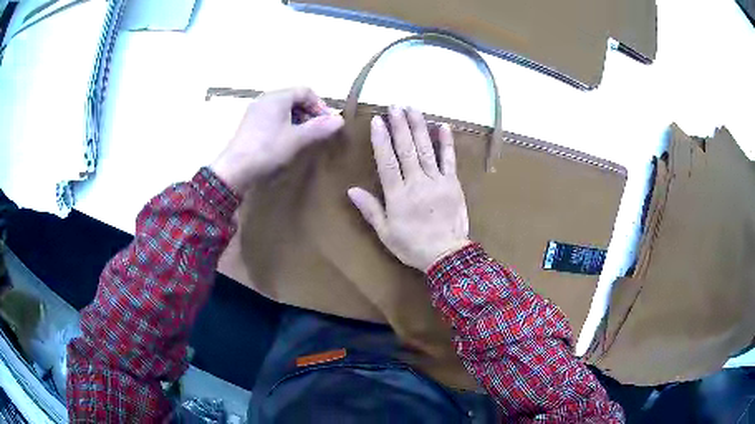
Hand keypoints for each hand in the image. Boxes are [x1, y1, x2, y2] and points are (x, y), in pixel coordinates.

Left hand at [210, 87, 343, 192]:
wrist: (235, 169)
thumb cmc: (267, 149)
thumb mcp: (297, 139)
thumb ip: (319, 128)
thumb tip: (340, 120)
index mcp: (277, 97)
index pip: (306, 91)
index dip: (320, 105)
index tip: (327, 124)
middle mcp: (266, 99)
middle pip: (294, 98)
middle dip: (310, 113)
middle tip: (318, 131)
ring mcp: (256, 111)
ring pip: (284, 108)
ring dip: (298, 119)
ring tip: (304, 137)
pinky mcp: (250, 123)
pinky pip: (273, 117)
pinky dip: (285, 124)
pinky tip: (286, 140)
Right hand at [348, 106, 470, 271]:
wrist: (446, 256)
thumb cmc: (412, 246)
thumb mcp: (385, 233)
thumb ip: (370, 209)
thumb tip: (351, 189)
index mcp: (398, 196)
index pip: (387, 163)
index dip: (381, 141)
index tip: (378, 121)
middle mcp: (417, 183)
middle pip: (407, 150)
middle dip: (400, 126)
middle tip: (395, 105)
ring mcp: (437, 181)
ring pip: (426, 150)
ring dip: (419, 127)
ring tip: (413, 108)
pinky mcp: (453, 184)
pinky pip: (449, 160)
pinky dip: (447, 143)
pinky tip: (443, 126)